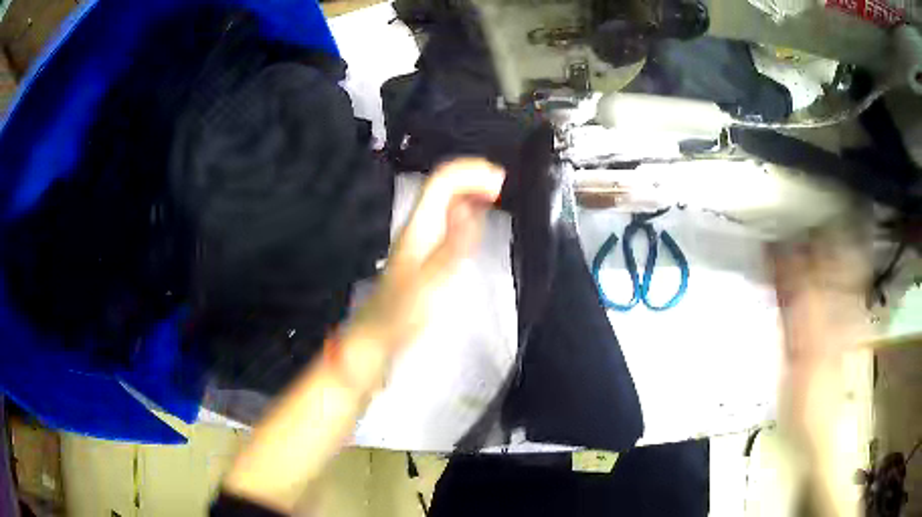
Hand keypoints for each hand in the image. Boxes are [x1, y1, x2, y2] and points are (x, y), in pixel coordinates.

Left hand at [342, 158, 504, 366]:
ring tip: (498, 193)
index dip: (470, 172)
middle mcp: (422, 224)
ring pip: (449, 200)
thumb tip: (472, 209)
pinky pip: (451, 219)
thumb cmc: (403, 312)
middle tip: (503, 185)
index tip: (500, 180)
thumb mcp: (430, 282)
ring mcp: (424, 236)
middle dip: (474, 176)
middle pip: (445, 185)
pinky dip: (469, 210)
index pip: (442, 181)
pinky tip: (480, 217)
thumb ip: (452, 246)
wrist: (380, 333)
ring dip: (473, 190)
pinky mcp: (429, 250)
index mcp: (420, 225)